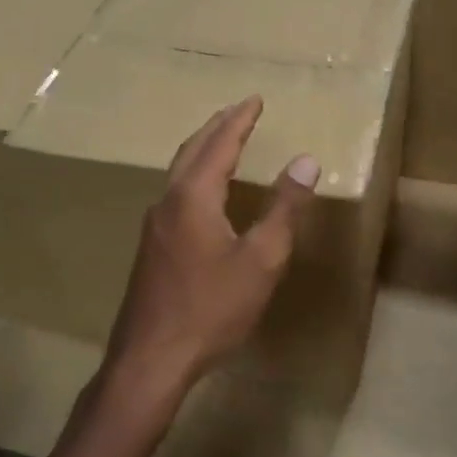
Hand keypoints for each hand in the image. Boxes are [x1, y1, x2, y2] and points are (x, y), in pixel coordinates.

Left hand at [103, 97, 320, 404]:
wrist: (151, 357)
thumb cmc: (212, 308)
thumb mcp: (261, 259)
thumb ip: (284, 208)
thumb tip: (306, 160)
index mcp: (194, 197)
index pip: (220, 144)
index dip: (239, 120)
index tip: (255, 99)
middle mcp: (168, 201)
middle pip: (192, 150)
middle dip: (218, 127)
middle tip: (239, 111)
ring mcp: (154, 225)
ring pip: (179, 171)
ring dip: (203, 149)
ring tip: (224, 141)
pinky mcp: (151, 247)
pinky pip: (175, 193)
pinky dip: (194, 175)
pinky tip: (205, 193)